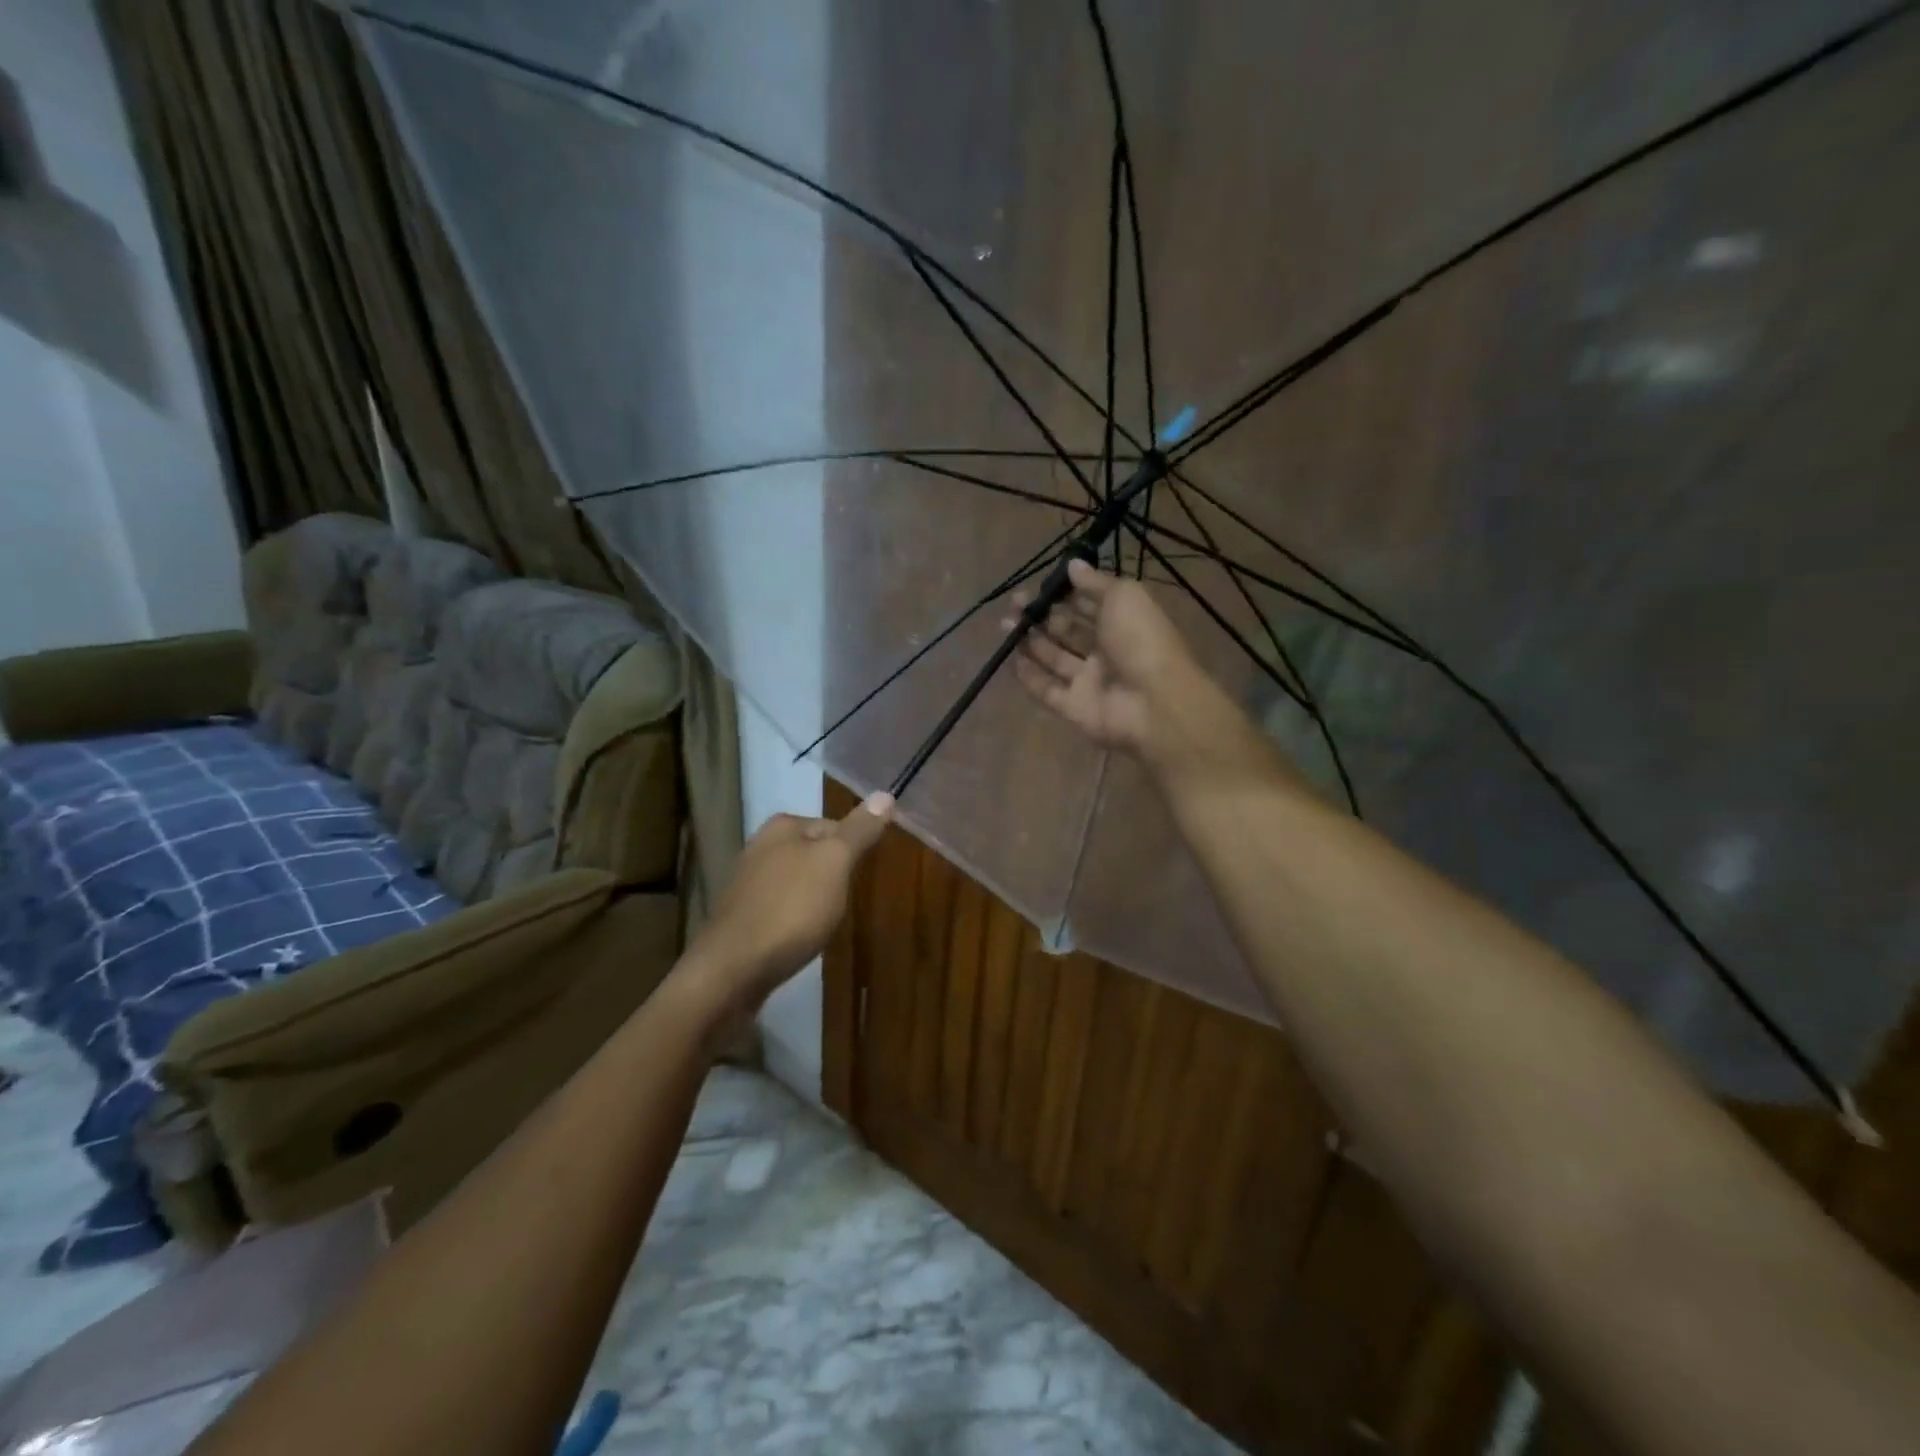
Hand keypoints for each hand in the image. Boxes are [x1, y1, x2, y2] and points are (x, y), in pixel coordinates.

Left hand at [684, 793, 893, 1011]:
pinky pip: (782, 908)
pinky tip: (800, 938)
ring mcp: (748, 882)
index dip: (854, 850)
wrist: (732, 970)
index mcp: (783, 826)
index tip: (862, 877)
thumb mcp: (835, 863)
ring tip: (825, 924)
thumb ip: (859, 830)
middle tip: (844, 903)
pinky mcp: (742, 916)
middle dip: (834, 876)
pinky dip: (796, 920)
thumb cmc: (791, 909)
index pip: (836, 825)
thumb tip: (885, 794)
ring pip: (799, 882)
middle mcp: (761, 845)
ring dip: (815, 899)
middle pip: (817, 854)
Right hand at [1008, 559, 1215, 760]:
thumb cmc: (1141, 640)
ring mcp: (1089, 682)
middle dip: (1041, 616)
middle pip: (1067, 631)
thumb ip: (1095, 582)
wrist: (1153, 703)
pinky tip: (1011, 659)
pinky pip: (1047, 690)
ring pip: (1054, 658)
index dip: (1065, 594)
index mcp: (1122, 623)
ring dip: (1030, 642)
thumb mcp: (1123, 597)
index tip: (1039, 585)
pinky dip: (1030, 677)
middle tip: (1014, 604)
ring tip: (1005, 624)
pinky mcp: (1073, 708)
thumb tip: (1073, 565)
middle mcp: (1105, 652)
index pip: (1088, 605)